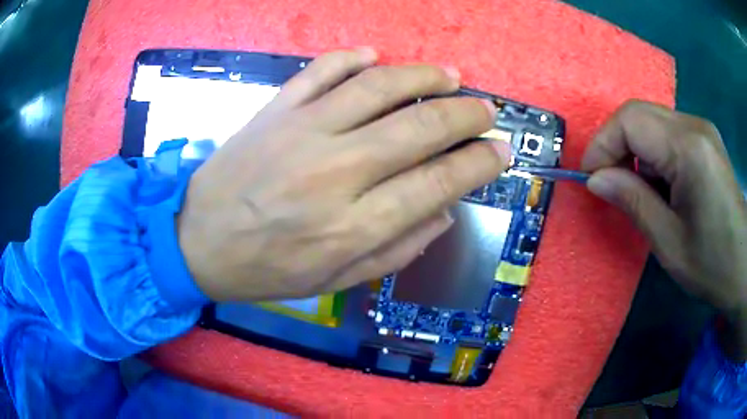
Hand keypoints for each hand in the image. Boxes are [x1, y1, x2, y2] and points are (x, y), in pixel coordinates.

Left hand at [177, 48, 510, 301]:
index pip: (437, 182)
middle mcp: (334, 171)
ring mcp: (301, 131)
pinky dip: (353, 58)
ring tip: (450, 77)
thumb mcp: (334, 281)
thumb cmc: (265, 270)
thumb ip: (396, 249)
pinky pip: (322, 70)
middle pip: (419, 127)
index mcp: (352, 226)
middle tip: (487, 110)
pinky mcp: (275, 110)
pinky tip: (376, 58)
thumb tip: (444, 212)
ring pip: (379, 87)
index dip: (478, 163)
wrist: (196, 242)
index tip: (500, 151)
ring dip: (423, 76)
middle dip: (466, 114)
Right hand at [582, 100, 746, 359]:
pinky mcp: (705, 138)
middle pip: (638, 113)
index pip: (630, 121)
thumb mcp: (669, 244)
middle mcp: (694, 126)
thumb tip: (596, 179)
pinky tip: (659, 182)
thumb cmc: (712, 265)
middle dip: (615, 144)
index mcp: (689, 149)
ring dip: (634, 148)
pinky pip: (667, 131)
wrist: (743, 265)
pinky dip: (652, 151)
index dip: (603, 144)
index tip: (591, 179)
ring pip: (651, 120)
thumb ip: (633, 202)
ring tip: (635, 187)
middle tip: (609, 182)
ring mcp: (701, 129)